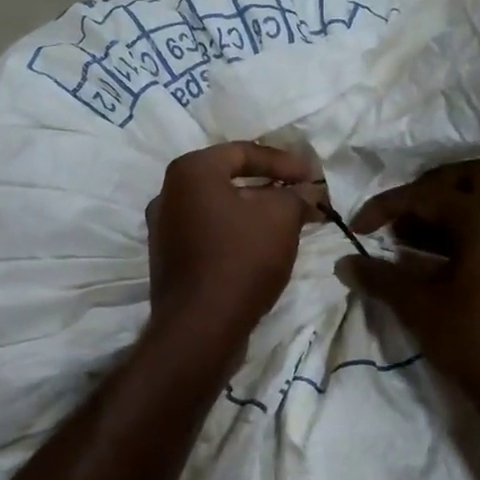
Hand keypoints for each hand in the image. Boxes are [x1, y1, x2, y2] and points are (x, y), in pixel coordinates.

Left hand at [145, 143, 321, 344]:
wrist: (200, 327)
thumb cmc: (240, 259)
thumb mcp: (281, 217)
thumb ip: (297, 195)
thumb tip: (309, 191)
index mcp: (190, 172)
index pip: (244, 152)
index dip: (285, 162)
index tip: (315, 177)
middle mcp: (168, 194)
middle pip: (229, 180)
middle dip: (272, 187)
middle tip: (304, 197)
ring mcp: (164, 230)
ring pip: (220, 209)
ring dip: (256, 212)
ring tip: (291, 222)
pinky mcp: (170, 260)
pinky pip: (210, 234)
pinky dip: (238, 233)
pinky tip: (264, 247)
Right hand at [340, 160, 479, 435]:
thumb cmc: (476, 344)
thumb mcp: (420, 309)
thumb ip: (380, 278)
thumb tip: (345, 262)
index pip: (431, 194)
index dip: (388, 205)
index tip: (359, 227)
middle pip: (472, 177)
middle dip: (430, 189)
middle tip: (400, 217)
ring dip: (447, 211)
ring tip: (408, 242)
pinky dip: (465, 231)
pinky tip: (436, 263)